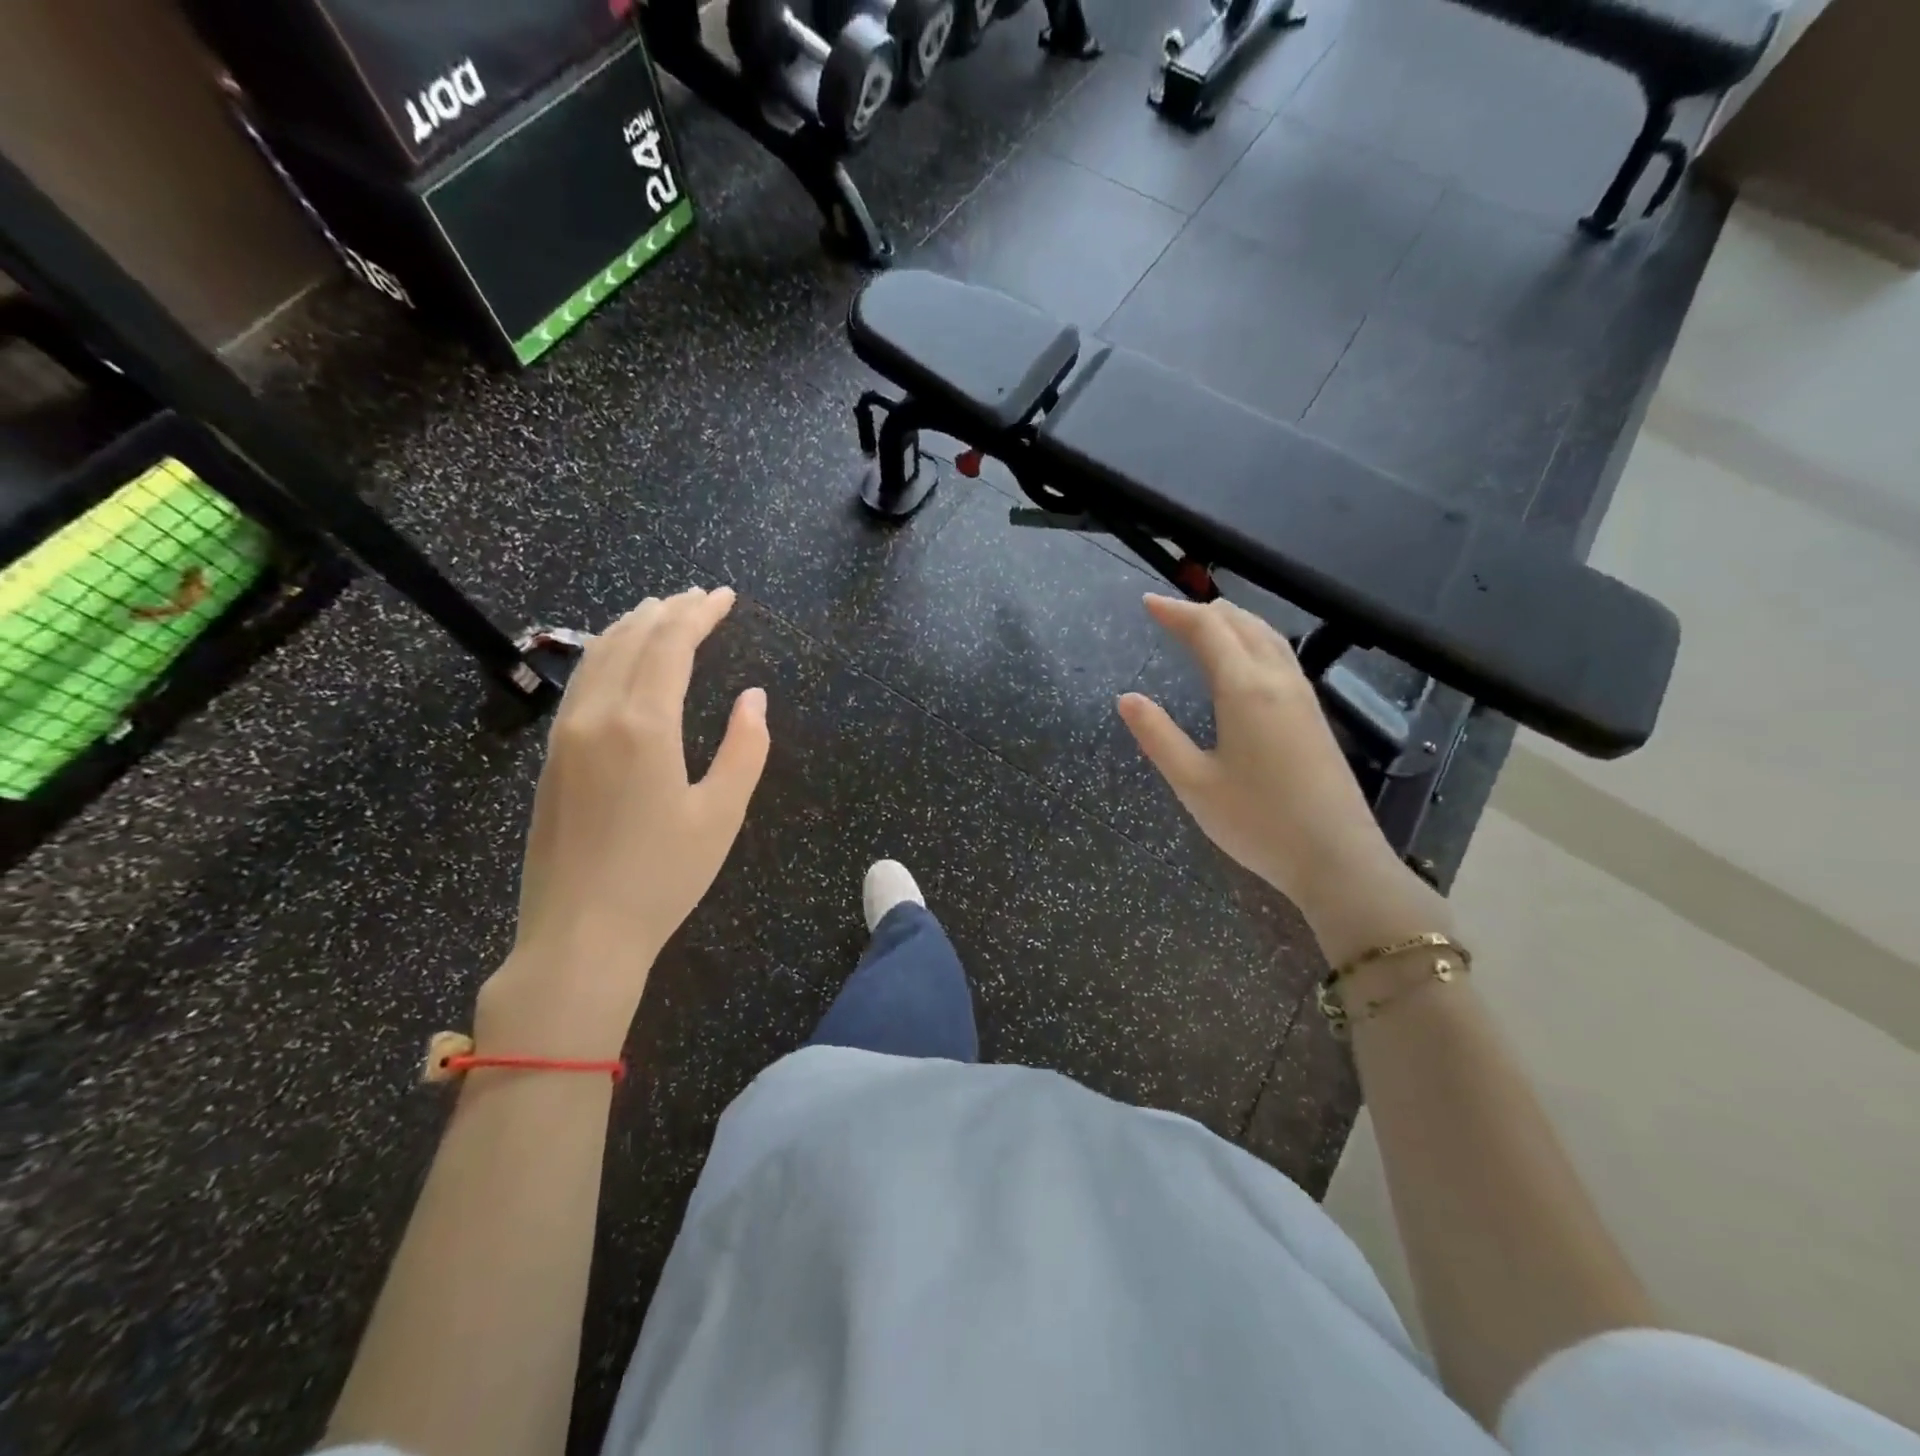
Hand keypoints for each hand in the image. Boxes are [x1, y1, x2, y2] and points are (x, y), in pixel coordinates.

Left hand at [475, 587, 768, 1059]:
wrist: (579, 934)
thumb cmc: (662, 877)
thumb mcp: (722, 814)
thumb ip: (746, 748)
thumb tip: (754, 697)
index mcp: (644, 725)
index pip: (671, 645)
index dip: (699, 614)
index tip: (724, 596)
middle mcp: (598, 716)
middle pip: (631, 639)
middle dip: (668, 610)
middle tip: (699, 596)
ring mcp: (566, 736)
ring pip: (597, 656)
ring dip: (632, 626)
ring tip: (660, 612)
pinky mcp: (552, 758)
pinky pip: (581, 684)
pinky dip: (606, 655)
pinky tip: (620, 661)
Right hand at [1117, 594, 1451, 964]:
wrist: (1336, 857)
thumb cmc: (1257, 822)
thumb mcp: (1193, 783)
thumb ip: (1158, 736)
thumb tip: (1126, 698)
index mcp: (1244, 690)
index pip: (1207, 630)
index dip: (1175, 612)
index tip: (1147, 602)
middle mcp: (1277, 680)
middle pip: (1241, 623)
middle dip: (1203, 611)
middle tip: (1169, 613)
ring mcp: (1303, 695)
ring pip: (1267, 636)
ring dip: (1233, 621)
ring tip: (1204, 624)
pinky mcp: (1314, 714)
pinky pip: (1281, 655)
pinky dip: (1253, 640)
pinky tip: (1244, 660)